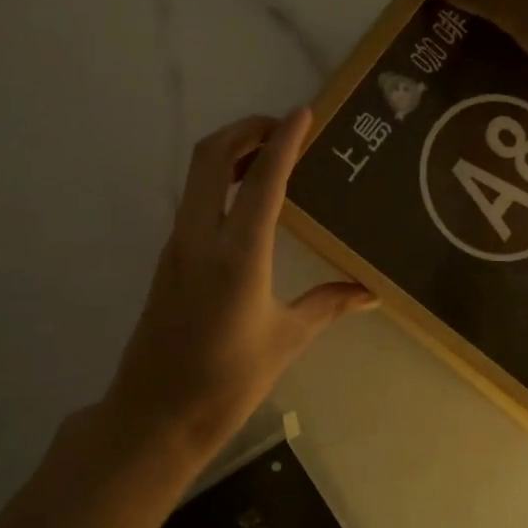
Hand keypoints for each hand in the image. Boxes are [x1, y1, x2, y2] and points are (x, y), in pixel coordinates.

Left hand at [99, 110, 375, 459]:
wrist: (155, 415)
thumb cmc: (226, 382)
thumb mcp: (286, 340)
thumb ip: (329, 305)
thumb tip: (372, 292)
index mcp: (237, 254)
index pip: (263, 179)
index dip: (284, 139)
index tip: (305, 112)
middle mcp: (200, 236)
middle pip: (212, 156)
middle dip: (246, 128)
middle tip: (283, 126)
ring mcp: (177, 244)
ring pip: (198, 175)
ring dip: (231, 152)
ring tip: (271, 154)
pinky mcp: (169, 257)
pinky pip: (195, 199)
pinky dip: (221, 180)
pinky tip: (250, 199)